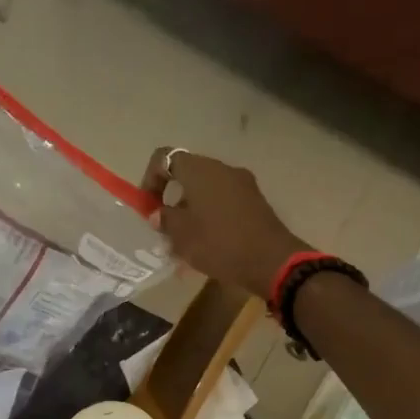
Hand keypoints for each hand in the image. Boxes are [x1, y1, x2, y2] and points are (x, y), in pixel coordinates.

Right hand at [143, 149, 309, 296]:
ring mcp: (243, 184)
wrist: (271, 261)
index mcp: (200, 170)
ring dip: (192, 209)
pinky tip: (209, 243)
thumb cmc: (219, 243)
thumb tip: (159, 213)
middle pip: (188, 174)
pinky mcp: (256, 201)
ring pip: (207, 190)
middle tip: (166, 226)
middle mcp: (222, 169)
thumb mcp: (182, 235)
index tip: (148, 206)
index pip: (165, 158)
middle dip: (172, 198)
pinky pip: (225, 202)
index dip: (150, 179)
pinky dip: (212, 215)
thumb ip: (165, 219)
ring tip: (186, 241)